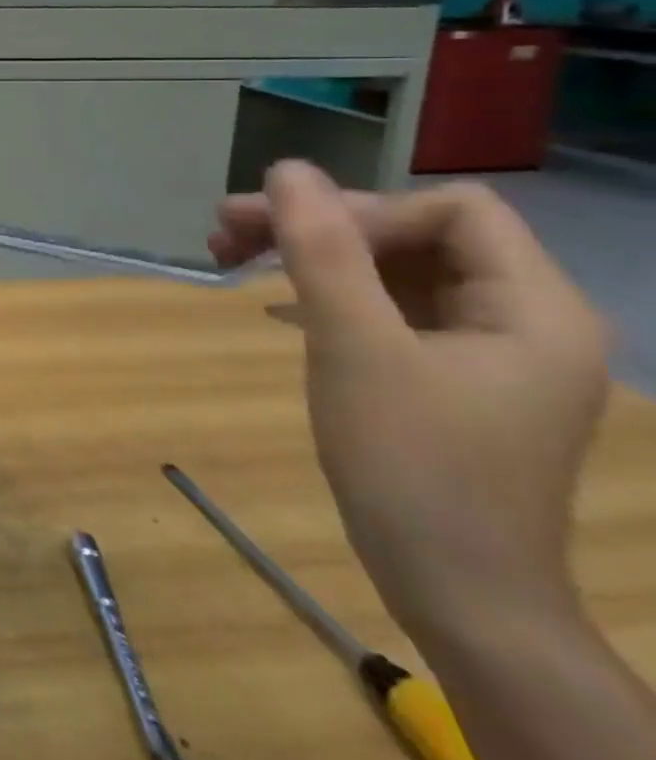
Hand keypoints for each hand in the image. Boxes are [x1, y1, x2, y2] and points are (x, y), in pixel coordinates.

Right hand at [210, 163, 613, 637]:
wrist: (453, 590)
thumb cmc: (411, 464)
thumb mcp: (354, 346)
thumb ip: (323, 250)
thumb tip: (287, 169)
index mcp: (534, 306)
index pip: (452, 211)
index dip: (366, 211)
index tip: (290, 240)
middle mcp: (522, 318)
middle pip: (415, 233)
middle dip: (320, 226)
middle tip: (225, 228)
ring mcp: (486, 350)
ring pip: (393, 267)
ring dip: (313, 255)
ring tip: (229, 253)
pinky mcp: (448, 375)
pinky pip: (388, 307)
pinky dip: (329, 292)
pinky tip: (277, 302)